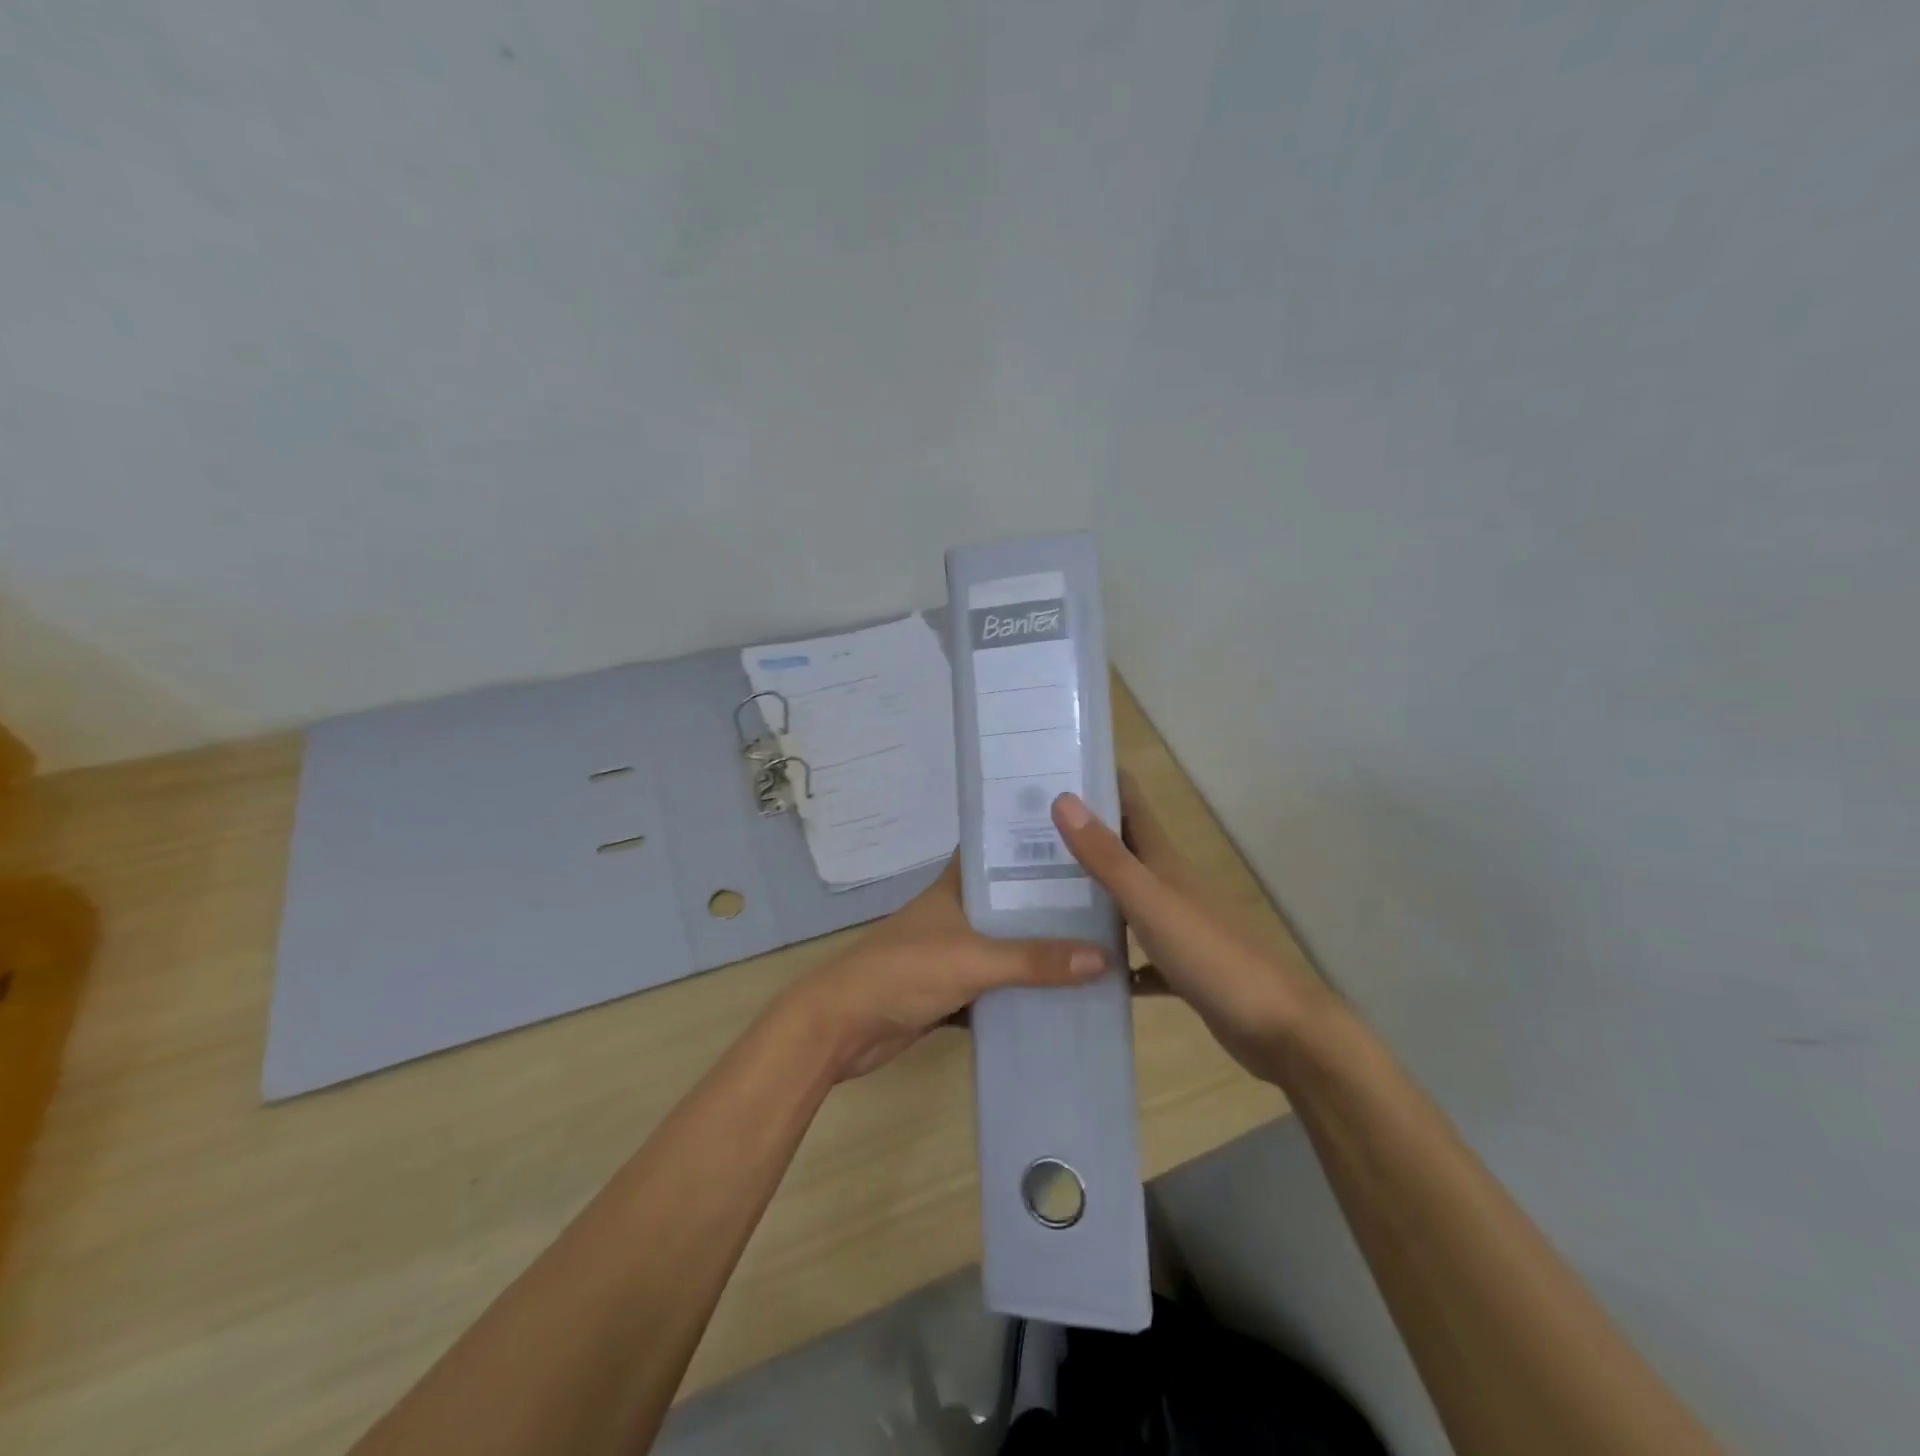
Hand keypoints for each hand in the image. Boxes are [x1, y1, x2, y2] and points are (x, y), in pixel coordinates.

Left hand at [776, 859, 1109, 1081]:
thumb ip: (1033, 960)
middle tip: (1107, 900)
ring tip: (1098, 946)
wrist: (843, 1027)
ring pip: (1005, 946)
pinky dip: (1022, 991)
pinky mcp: (950, 990)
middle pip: (1009, 902)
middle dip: (1049, 904)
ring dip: (1039, 950)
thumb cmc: (903, 972)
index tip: (1080, 838)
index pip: (996, 851)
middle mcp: (956, 913)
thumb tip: (1103, 957)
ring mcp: (952, 952)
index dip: (1031, 842)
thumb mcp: (973, 959)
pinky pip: (996, 986)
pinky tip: (1063, 996)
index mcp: (955, 888)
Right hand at [1051, 779, 1335, 1084]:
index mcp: (1164, 861)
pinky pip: (1136, 955)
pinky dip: (1112, 957)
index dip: (1098, 781)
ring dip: (1090, 894)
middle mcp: (1169, 885)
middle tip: (1025, 832)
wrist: (1279, 1028)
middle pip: (1121, 849)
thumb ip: (1106, 856)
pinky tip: (1083, 967)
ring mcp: (1175, 926)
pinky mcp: (1180, 967)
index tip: (1053, 768)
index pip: (1129, 803)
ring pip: (1125, 900)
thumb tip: (1063, 798)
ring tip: (1037, 894)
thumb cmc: (1211, 954)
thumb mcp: (1150, 900)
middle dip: (1081, 836)